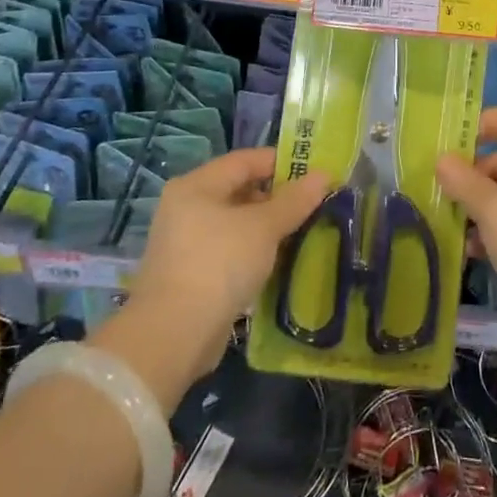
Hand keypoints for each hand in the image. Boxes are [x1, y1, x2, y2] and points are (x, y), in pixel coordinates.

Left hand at [95, 149, 326, 405]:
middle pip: (239, 190)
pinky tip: (279, 261)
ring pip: (236, 223)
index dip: (281, 162)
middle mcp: (186, 208)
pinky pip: (230, 250)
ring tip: (303, 232)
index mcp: (196, 186)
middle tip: (313, 204)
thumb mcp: (263, 227)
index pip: (245, 160)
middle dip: (277, 197)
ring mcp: (186, 243)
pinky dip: (254, 251)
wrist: (173, 336)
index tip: (313, 172)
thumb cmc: (219, 264)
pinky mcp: (191, 274)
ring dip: (268, 227)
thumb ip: (294, 200)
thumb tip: (323, 175)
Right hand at [437, 106, 496, 316]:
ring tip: (451, 225)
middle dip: (471, 175)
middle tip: (442, 194)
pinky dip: (492, 229)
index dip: (484, 123)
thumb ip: (464, 182)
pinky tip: (470, 250)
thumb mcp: (493, 209)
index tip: (454, 145)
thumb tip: (442, 160)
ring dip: (477, 205)